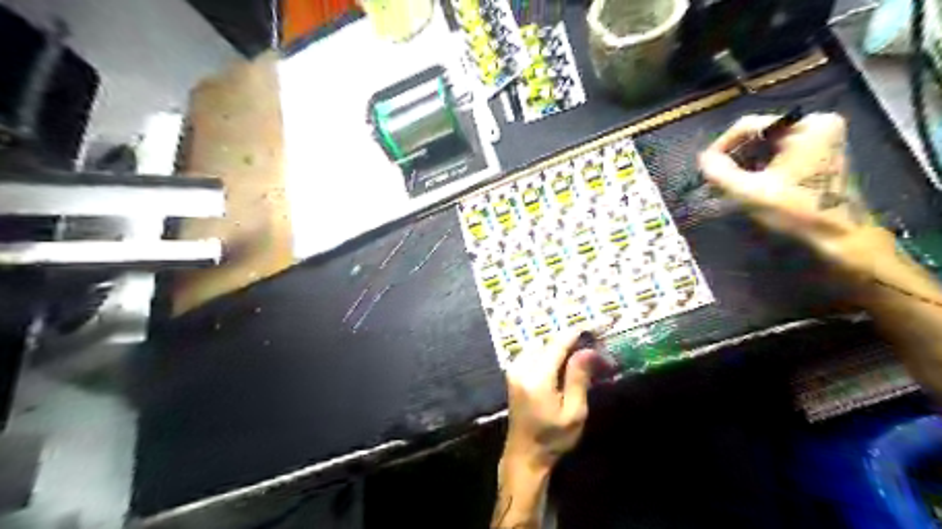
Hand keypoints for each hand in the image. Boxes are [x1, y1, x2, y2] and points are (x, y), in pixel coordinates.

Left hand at [504, 330, 598, 470]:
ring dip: (559, 347)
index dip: (577, 333)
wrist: (524, 454)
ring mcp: (514, 369)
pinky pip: (533, 353)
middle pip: (548, 342)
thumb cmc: (553, 438)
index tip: (597, 326)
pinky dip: (549, 353)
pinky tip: (562, 363)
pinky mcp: (513, 372)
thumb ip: (578, 378)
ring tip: (580, 356)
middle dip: (571, 342)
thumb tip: (588, 350)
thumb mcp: (574, 412)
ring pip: (540, 345)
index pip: (558, 344)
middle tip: (592, 348)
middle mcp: (521, 367)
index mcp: (536, 378)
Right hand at [699, 111, 896, 276]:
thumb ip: (721, 173)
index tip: (705, 167)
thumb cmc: (796, 211)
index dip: (722, 145)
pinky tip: (747, 183)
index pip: (749, 126)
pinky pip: (778, 153)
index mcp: (807, 125)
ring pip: (765, 145)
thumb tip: (702, 159)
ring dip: (743, 163)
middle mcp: (817, 123)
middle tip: (715, 178)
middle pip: (758, 134)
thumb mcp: (751, 192)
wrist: (838, 236)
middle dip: (734, 156)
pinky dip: (759, 166)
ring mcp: (821, 138)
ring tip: (727, 183)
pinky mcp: (818, 153)